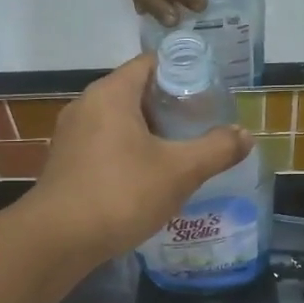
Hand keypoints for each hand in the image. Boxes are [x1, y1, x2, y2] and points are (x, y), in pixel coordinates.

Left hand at [24, 55, 252, 263]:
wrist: (57, 239)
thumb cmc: (121, 194)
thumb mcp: (179, 171)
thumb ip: (216, 149)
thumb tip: (246, 135)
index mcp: (111, 93)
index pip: (151, 63)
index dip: (184, 71)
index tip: (211, 91)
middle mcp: (86, 105)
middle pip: (136, 91)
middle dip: (171, 106)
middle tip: (203, 124)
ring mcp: (71, 135)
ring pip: (120, 121)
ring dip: (150, 133)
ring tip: (182, 151)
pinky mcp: (66, 162)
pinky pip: (105, 144)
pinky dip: (129, 152)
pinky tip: (149, 177)